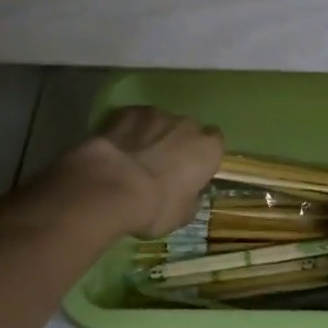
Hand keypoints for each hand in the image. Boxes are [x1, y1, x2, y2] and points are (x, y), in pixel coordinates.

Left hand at [62, 106, 223, 238]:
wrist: (112, 188)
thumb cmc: (156, 206)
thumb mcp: (182, 214)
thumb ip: (191, 198)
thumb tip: (189, 195)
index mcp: (208, 149)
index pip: (215, 142)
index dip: (202, 155)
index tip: (192, 170)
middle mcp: (187, 125)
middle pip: (187, 129)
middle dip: (177, 142)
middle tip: (162, 165)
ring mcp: (156, 114)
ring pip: (160, 122)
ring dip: (153, 134)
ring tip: (135, 157)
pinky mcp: (127, 112)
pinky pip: (134, 120)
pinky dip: (129, 130)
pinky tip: (118, 147)